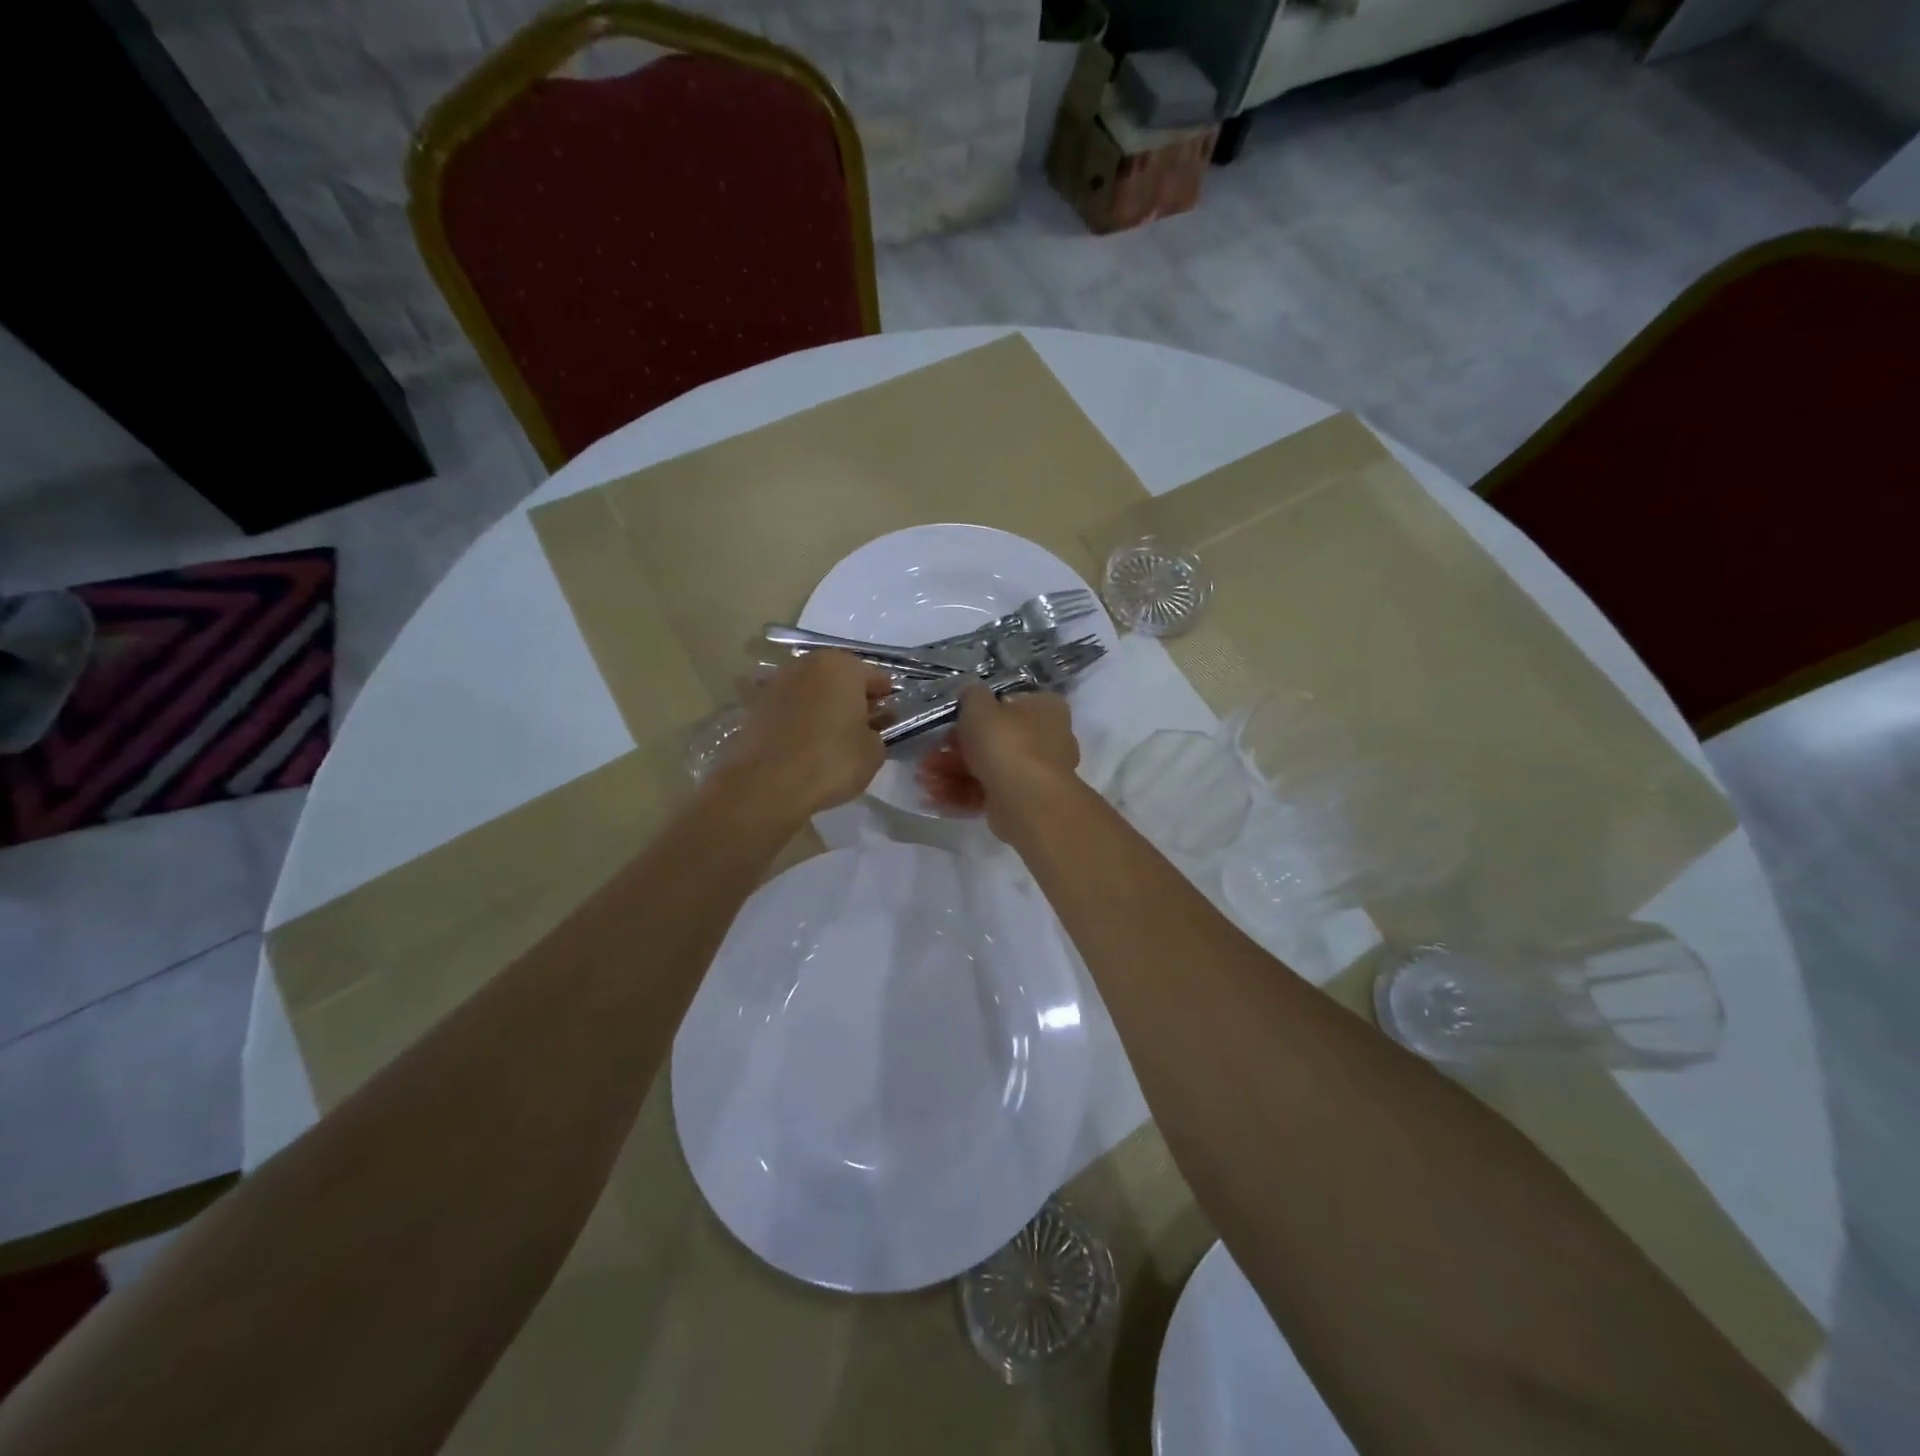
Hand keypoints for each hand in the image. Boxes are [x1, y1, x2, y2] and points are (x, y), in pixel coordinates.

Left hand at [711, 651, 893, 822]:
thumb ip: (877, 732)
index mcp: (842, 666)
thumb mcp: (873, 752)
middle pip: (840, 678)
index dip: (885, 699)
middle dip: (852, 698)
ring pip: (813, 691)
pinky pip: (791, 708)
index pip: (875, 678)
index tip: (889, 718)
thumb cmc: (831, 761)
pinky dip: (801, 719)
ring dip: (824, 706)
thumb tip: (867, 728)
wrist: (768, 784)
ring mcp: (778, 682)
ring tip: (832, 736)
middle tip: (862, 725)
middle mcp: (808, 664)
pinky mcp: (756, 705)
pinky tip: (807, 743)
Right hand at [918, 685, 1079, 832]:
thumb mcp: (979, 705)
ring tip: (924, 779)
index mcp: (1044, 708)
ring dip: (951, 773)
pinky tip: (933, 797)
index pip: (1006, 704)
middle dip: (954, 749)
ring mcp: (1034, 774)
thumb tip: (971, 694)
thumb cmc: (1005, 743)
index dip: (974, 713)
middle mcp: (1046, 739)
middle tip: (928, 757)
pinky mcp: (1022, 802)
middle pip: (992, 740)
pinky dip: (961, 794)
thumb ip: (972, 695)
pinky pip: (987, 793)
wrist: (1028, 802)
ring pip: (986, 768)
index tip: (948, 723)